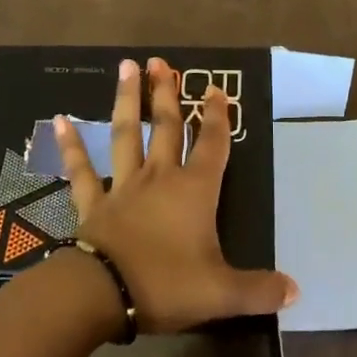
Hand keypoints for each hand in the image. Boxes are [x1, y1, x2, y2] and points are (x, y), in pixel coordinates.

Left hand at [53, 57, 297, 334]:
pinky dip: (71, 144)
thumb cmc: (166, 285)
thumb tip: (296, 291)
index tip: (215, 88)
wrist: (102, 293)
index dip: (217, 117)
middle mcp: (160, 178)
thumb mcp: (221, 293)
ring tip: (127, 67)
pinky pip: (81, 169)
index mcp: (194, 191)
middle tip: (161, 62)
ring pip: (126, 134)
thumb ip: (259, 290)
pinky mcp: (93, 203)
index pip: (211, 145)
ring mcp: (123, 186)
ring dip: (126, 100)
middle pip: (165, 127)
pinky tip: (60, 119)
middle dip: (166, 94)